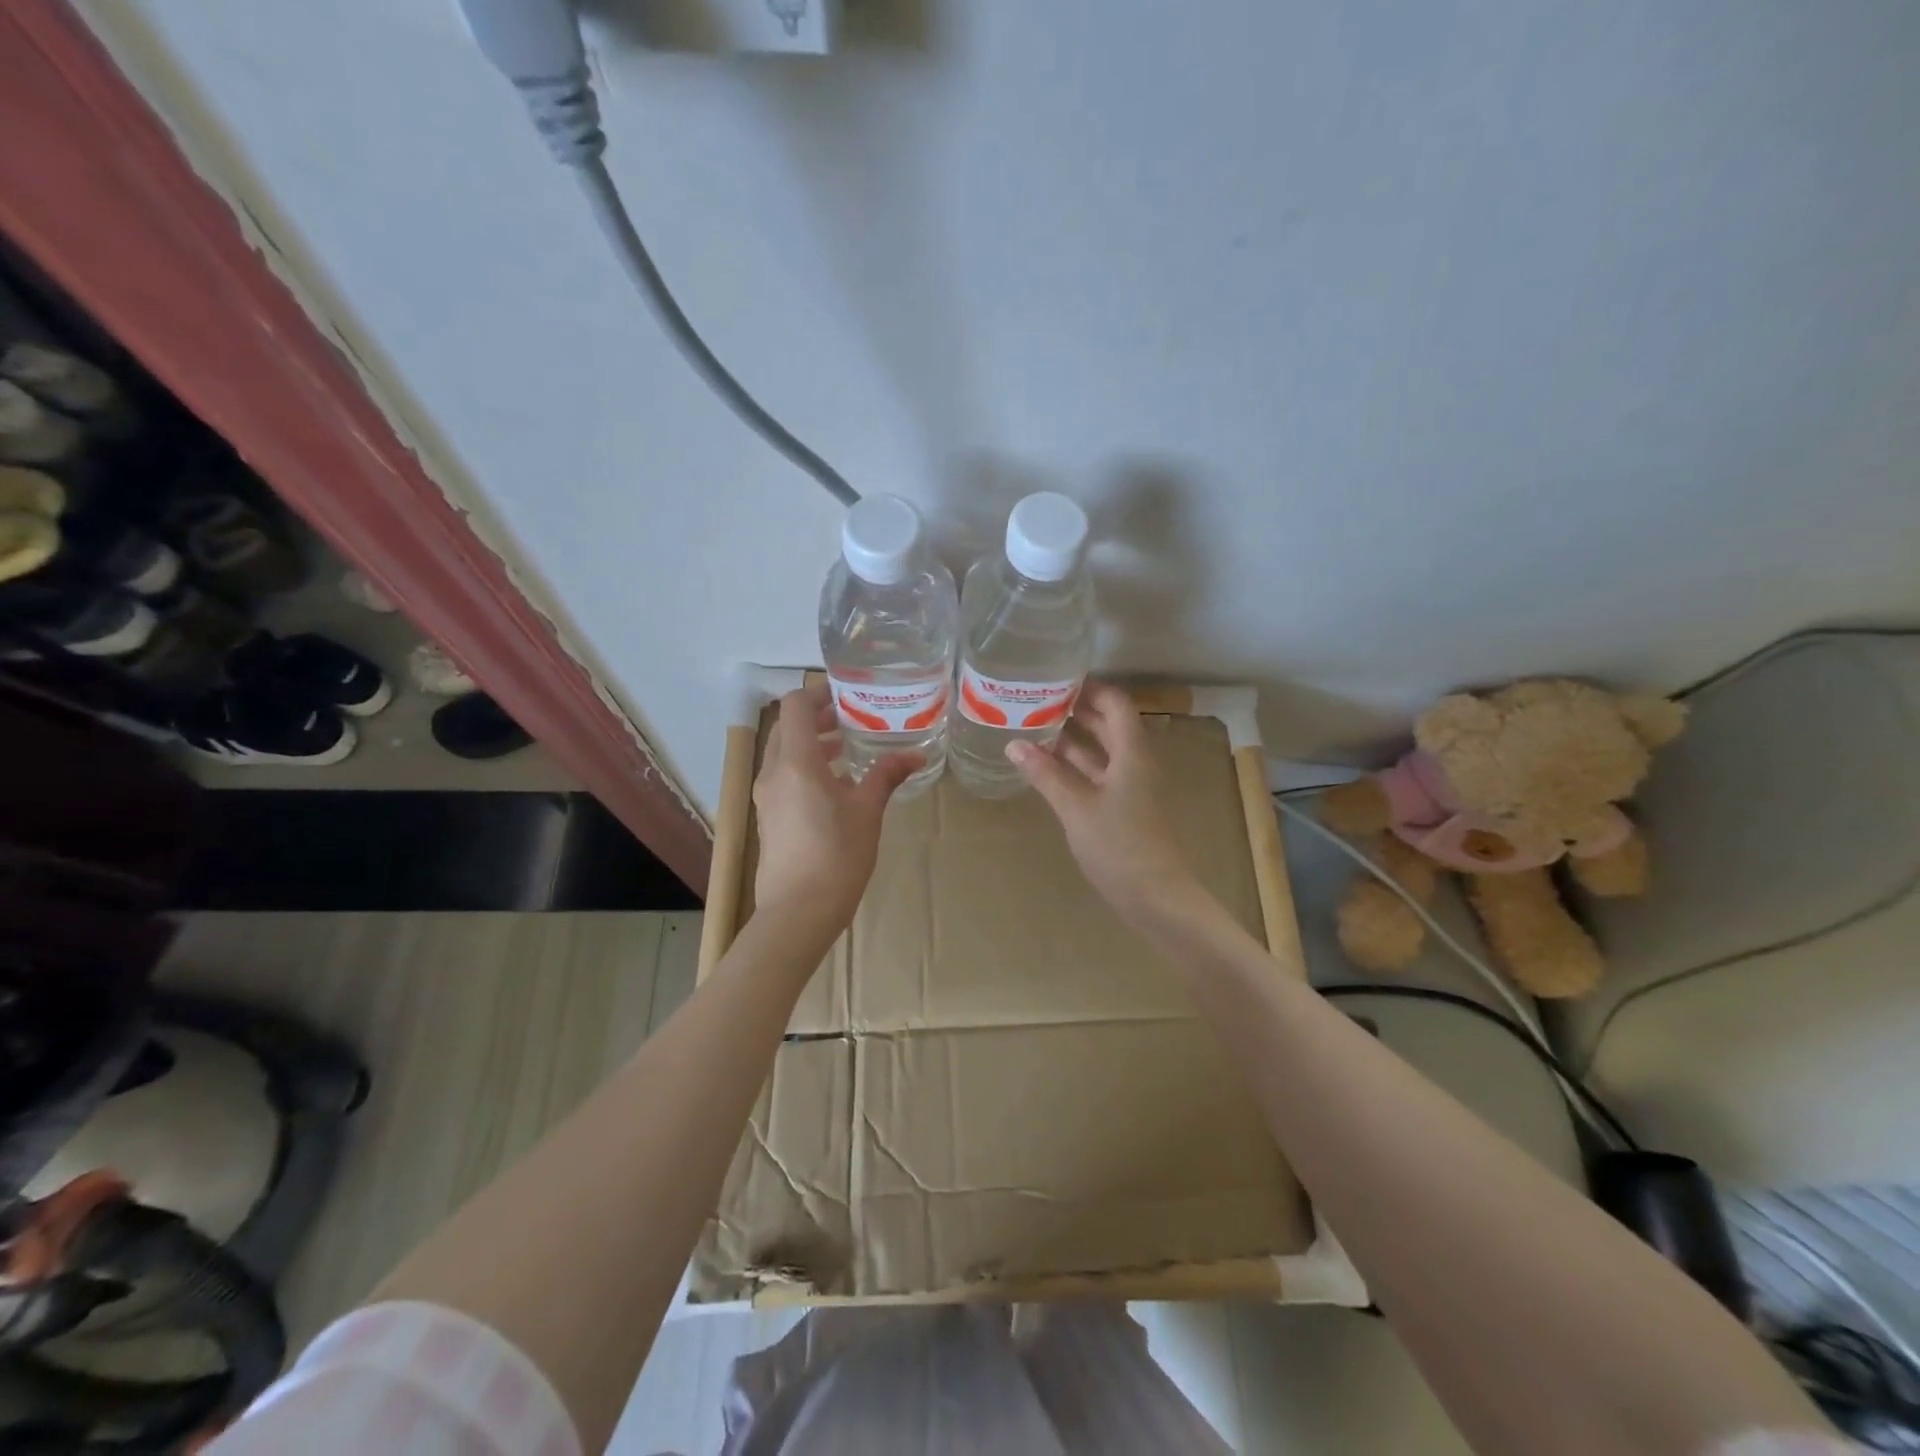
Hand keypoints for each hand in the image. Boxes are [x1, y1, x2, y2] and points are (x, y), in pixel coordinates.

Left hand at [752, 682, 921, 929]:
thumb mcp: (868, 811)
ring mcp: (766, 796)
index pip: (795, 706)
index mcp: (796, 762)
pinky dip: (805, 769)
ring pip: (784, 754)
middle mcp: (773, 772)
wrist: (798, 912)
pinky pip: (783, 777)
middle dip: (818, 719)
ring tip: (849, 751)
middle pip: (787, 728)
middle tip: (853, 720)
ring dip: (812, 745)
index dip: (819, 693)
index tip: (848, 696)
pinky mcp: (768, 817)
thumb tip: (915, 756)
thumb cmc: (837, 855)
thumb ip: (886, 776)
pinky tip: (836, 787)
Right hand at [1007, 683, 1209, 928]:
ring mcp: (1128, 787)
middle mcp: (1133, 762)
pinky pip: (1095, 775)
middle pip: (1107, 724)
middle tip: (1036, 699)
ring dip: (1072, 739)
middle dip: (1075, 710)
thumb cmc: (1119, 844)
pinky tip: (1045, 766)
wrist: (1155, 897)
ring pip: (1100, 751)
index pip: (1114, 703)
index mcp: (1132, 752)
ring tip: (1033, 725)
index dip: (1089, 688)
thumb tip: (1013, 743)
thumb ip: (1046, 773)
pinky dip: (1073, 766)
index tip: (1056, 678)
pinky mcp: (1121, 808)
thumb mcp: (1076, 806)